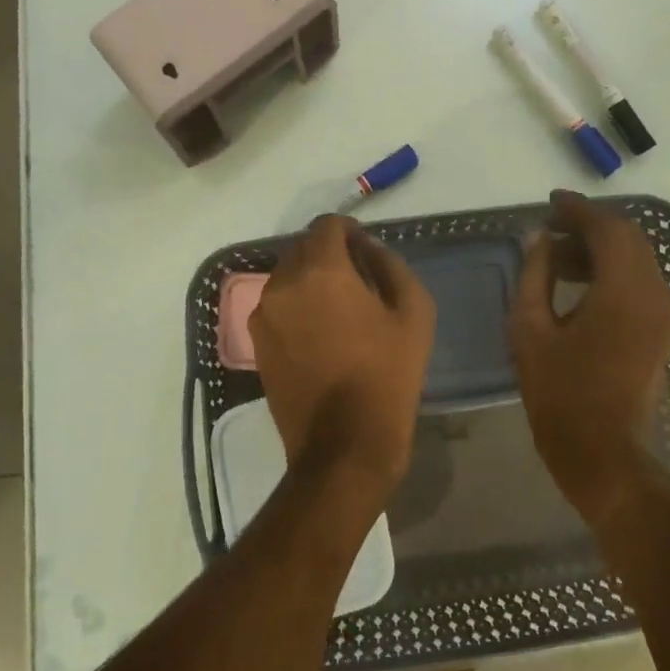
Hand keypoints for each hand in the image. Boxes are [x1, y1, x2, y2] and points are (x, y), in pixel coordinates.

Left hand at [249, 216, 435, 499]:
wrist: (343, 444)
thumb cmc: (387, 375)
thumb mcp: (413, 313)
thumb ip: (391, 266)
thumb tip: (369, 249)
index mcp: (321, 271)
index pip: (327, 226)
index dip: (349, 231)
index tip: (366, 251)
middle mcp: (283, 283)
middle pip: (303, 248)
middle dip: (329, 253)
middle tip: (358, 279)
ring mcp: (263, 314)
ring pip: (286, 276)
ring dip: (310, 279)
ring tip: (338, 308)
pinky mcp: (256, 342)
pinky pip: (276, 305)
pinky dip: (296, 305)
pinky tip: (319, 333)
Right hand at [510, 191, 669, 524]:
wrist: (603, 455)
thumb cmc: (560, 395)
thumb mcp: (531, 330)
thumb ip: (535, 275)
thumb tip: (538, 238)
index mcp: (623, 291)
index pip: (607, 228)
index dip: (577, 210)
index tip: (549, 203)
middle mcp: (655, 294)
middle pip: (629, 238)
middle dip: (590, 226)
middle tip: (550, 230)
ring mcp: (665, 314)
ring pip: (638, 259)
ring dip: (601, 249)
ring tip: (557, 260)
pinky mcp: (663, 331)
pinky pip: (642, 283)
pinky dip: (613, 271)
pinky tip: (580, 285)